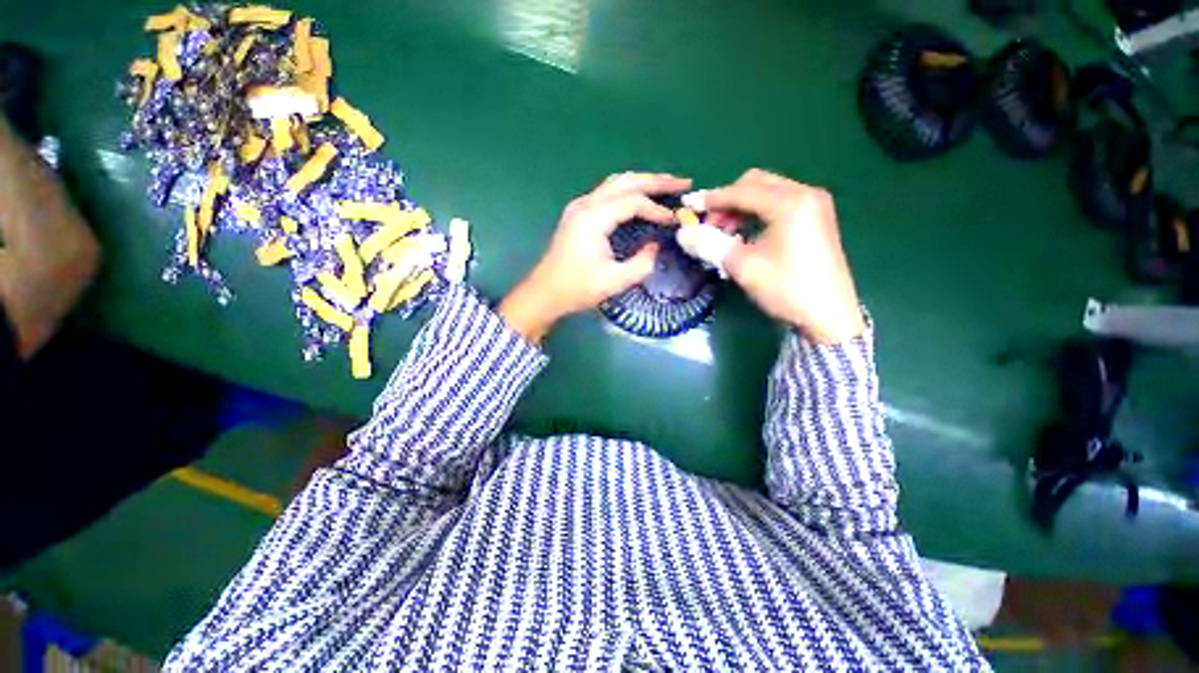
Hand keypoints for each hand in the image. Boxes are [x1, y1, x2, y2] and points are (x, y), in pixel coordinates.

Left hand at [499, 172, 691, 341]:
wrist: (545, 293)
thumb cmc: (577, 289)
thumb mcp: (614, 281)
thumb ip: (641, 263)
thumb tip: (656, 246)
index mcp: (593, 218)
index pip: (632, 202)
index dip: (657, 209)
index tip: (676, 220)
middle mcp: (585, 204)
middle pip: (626, 182)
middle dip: (656, 181)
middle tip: (683, 183)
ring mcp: (580, 206)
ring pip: (616, 183)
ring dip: (642, 182)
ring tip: (667, 185)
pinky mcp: (578, 213)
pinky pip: (608, 192)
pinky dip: (629, 191)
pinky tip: (641, 197)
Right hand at [703, 169, 863, 343]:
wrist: (829, 315)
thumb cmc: (785, 288)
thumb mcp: (743, 266)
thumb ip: (710, 244)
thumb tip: (682, 232)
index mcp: (790, 202)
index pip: (741, 191)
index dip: (711, 199)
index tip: (687, 207)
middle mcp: (805, 194)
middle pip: (756, 184)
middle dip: (728, 201)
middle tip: (710, 226)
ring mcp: (815, 205)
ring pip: (768, 193)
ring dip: (742, 208)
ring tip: (726, 234)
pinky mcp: (817, 218)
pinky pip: (780, 204)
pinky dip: (758, 213)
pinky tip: (747, 235)